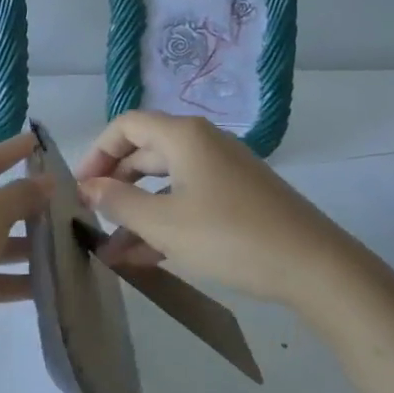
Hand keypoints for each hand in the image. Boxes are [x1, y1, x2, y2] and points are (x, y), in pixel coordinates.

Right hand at [74, 111, 342, 306]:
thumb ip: (118, 202)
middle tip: (91, 217)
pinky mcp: (239, 198)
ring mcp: (224, 171)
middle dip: (115, 185)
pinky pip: (188, 200)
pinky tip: (145, 258)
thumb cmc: (229, 236)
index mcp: (184, 136)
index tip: (79, 188)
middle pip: (145, 153)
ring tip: (111, 251)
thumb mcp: (163, 223)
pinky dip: (164, 221)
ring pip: (166, 183)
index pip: (126, 126)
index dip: (97, 152)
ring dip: (137, 212)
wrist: (314, 266)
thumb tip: (87, 187)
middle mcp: (203, 144)